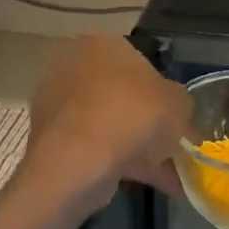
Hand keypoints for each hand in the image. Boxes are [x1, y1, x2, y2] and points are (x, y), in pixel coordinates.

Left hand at [23, 35, 189, 211]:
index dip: (160, 92)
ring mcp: (57, 104)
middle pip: (120, 96)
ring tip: (165, 176)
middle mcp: (74, 66)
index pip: (138, 61)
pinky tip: (144, 184)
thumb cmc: (134, 115)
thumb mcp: (179, 103)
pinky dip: (117, 164)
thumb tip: (173, 109)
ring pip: (107, 126)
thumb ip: (178, 102)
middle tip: (169, 147)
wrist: (80, 158)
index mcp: (103, 44)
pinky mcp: (50, 139)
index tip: (174, 118)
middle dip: (145, 123)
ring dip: (134, 148)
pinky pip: (93, 148)